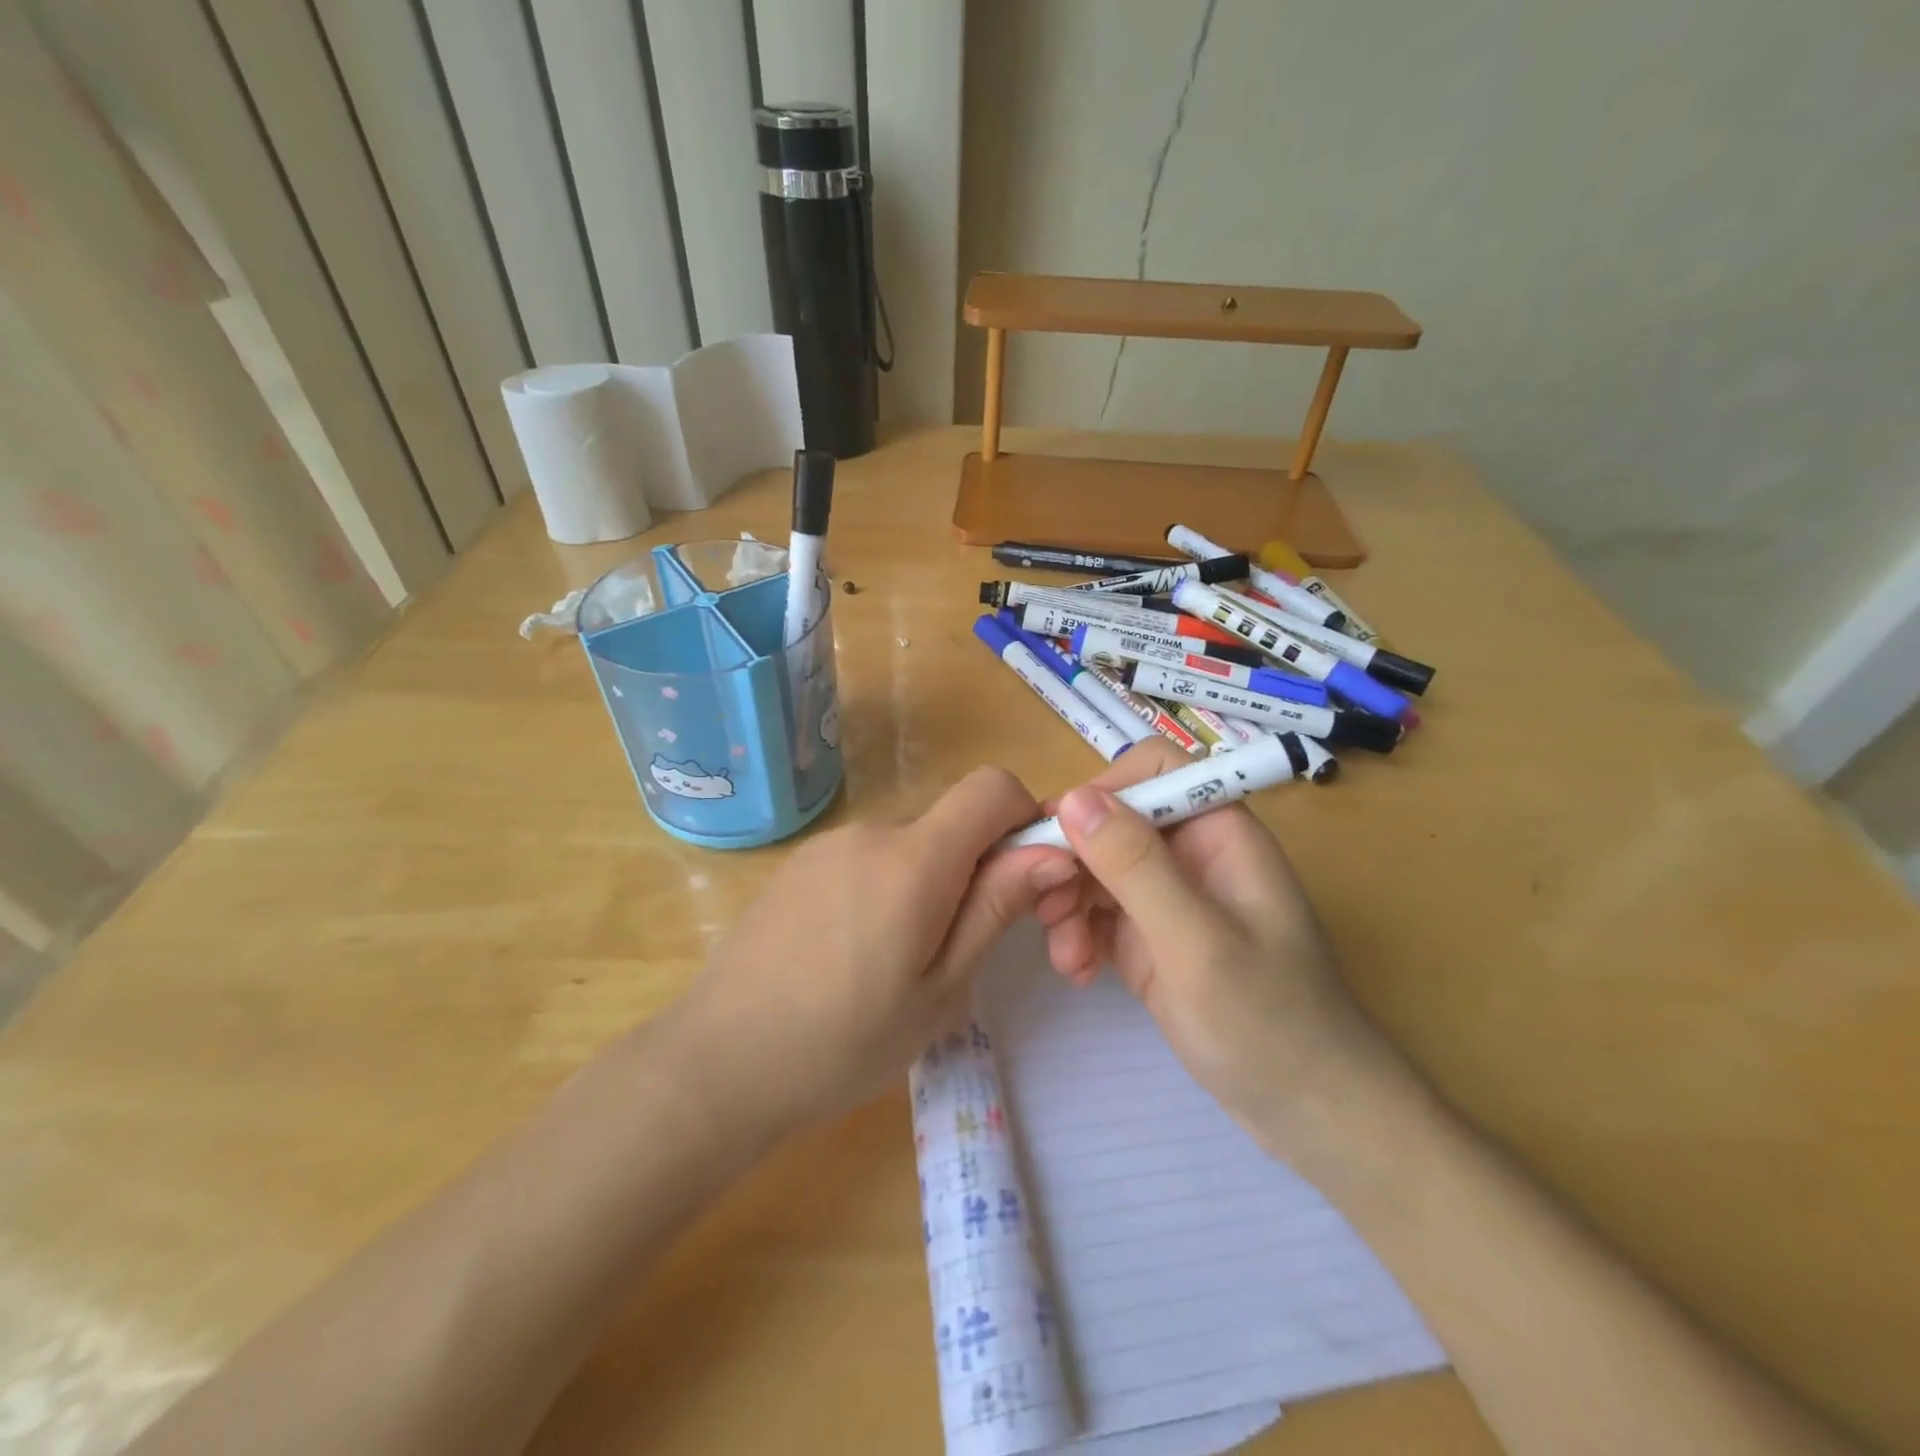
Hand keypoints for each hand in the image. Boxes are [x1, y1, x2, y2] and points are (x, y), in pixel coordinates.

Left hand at [671, 768, 1076, 1138]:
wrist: (717, 1064)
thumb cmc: (843, 1043)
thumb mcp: (940, 989)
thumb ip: (996, 908)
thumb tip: (1054, 852)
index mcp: (914, 859)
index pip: (993, 787)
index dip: (1025, 817)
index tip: (1027, 878)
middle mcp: (871, 832)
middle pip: (950, 821)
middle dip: (976, 867)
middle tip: (961, 949)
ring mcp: (827, 845)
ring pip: (910, 844)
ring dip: (929, 882)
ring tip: (900, 961)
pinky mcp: (799, 865)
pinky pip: (867, 858)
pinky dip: (886, 887)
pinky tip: (855, 952)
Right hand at [1031, 740, 1392, 1146]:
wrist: (1310, 1116)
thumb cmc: (1269, 1023)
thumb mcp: (1197, 943)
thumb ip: (1136, 867)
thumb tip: (1072, 797)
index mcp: (1219, 833)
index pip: (1152, 771)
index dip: (1103, 791)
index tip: (1061, 837)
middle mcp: (1189, 855)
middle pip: (1112, 821)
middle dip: (1073, 859)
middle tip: (1044, 907)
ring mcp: (1167, 898)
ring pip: (1095, 868)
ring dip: (1068, 903)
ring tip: (1065, 955)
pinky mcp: (1149, 939)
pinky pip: (1097, 914)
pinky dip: (1078, 935)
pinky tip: (1077, 971)